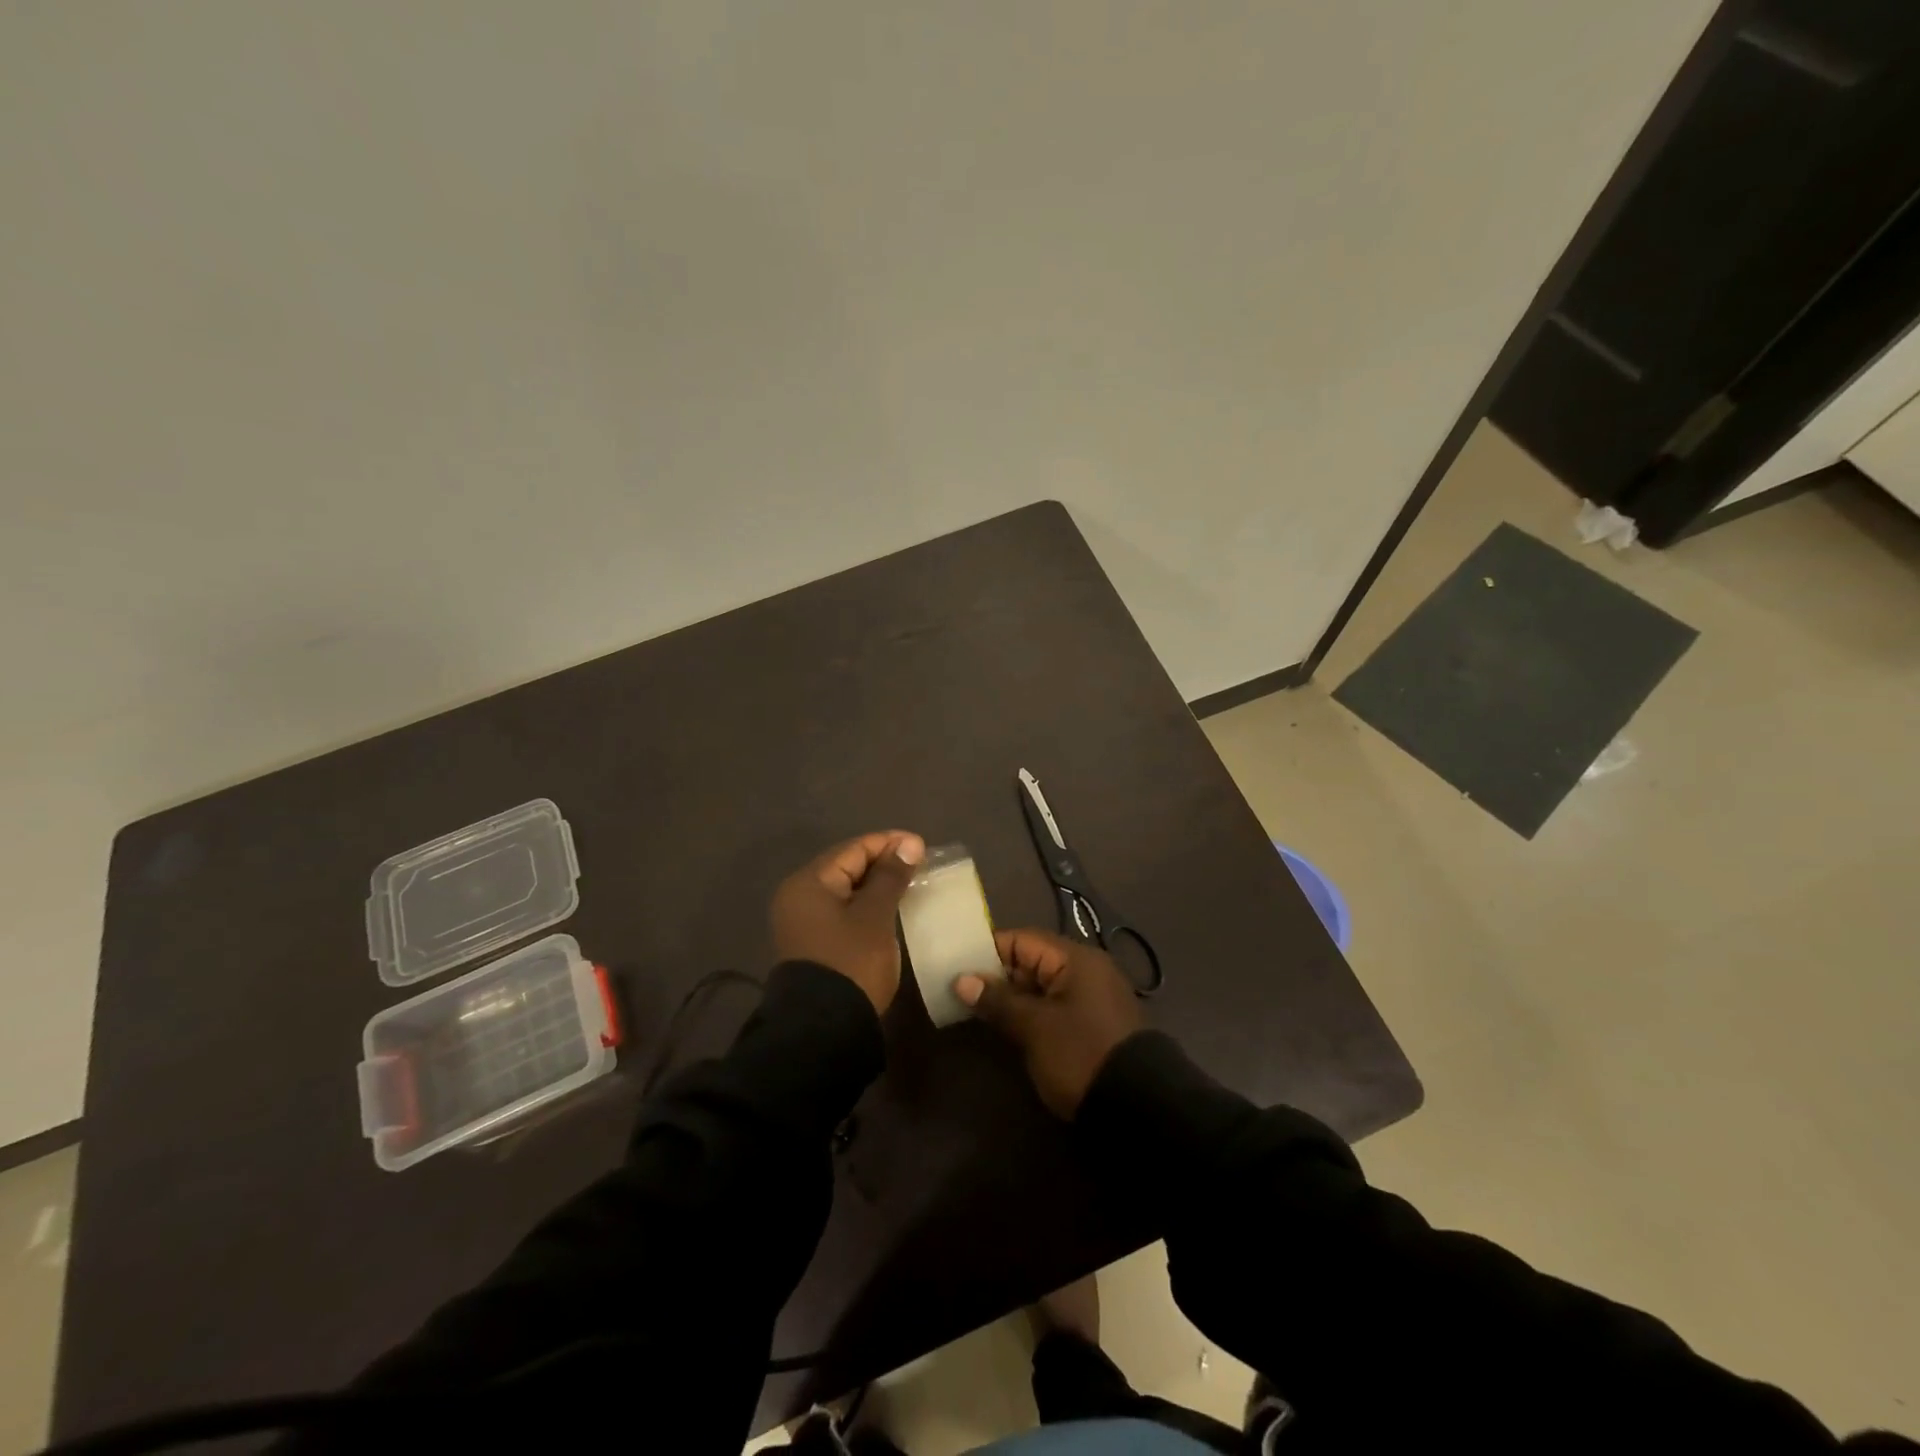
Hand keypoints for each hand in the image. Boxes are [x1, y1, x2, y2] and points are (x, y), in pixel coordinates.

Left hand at [771, 831, 924, 1013]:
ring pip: (845, 890)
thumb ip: (891, 877)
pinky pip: (842, 910)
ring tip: (910, 884)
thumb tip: (909, 844)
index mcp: (809, 883)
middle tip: (920, 865)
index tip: (923, 846)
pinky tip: (890, 909)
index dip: (889, 843)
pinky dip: (866, 905)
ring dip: (876, 885)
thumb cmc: (851, 963)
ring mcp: (802, 922)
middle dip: (883, 863)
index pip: (853, 849)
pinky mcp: (812, 943)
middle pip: (846, 867)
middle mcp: (799, 896)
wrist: (823, 1030)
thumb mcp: (876, 916)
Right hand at [955, 928, 1143, 1117]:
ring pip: (1041, 987)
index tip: (956, 965)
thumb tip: (962, 980)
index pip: (1023, 940)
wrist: (1140, 1108)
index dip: (988, 950)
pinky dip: (1029, 1012)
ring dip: (1011, 997)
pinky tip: (1005, 1026)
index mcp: (1076, 959)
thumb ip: (998, 1000)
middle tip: (959, 991)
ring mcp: (1091, 998)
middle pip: (1032, 961)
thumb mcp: (1035, 1027)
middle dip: (996, 975)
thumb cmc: (1081, 1054)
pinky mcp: (1092, 1025)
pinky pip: (1053, 1006)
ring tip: (973, 1009)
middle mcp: (1086, 970)